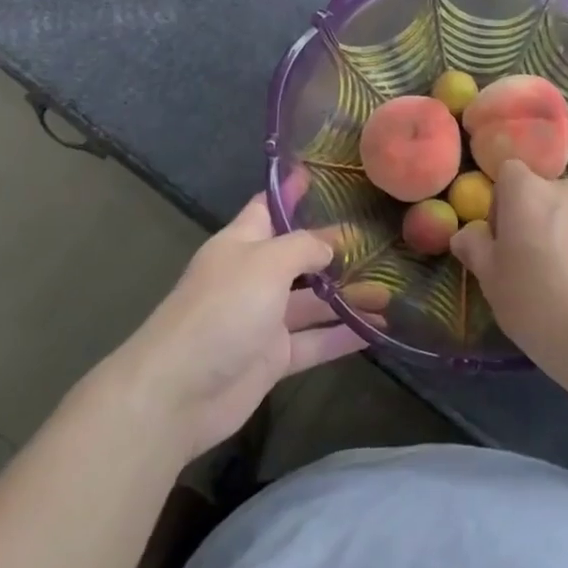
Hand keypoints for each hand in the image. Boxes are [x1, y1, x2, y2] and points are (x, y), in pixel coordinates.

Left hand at [111, 192, 380, 459]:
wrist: (178, 392)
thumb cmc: (223, 309)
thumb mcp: (267, 262)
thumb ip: (304, 247)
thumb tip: (331, 244)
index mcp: (242, 243)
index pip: (269, 207)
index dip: (293, 191)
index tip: (324, 175)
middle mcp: (253, 277)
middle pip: (299, 256)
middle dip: (334, 249)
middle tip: (379, 238)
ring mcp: (263, 319)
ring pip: (313, 302)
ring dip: (348, 296)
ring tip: (389, 289)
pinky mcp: (272, 358)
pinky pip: (315, 341)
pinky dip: (343, 336)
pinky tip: (379, 331)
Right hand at [450, 159, 567, 388]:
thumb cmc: (538, 304)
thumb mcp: (492, 281)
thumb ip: (475, 248)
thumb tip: (465, 235)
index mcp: (528, 191)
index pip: (508, 173)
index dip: (500, 203)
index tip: (501, 241)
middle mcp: (567, 187)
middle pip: (540, 193)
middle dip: (532, 218)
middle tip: (528, 263)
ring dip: (560, 231)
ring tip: (562, 277)